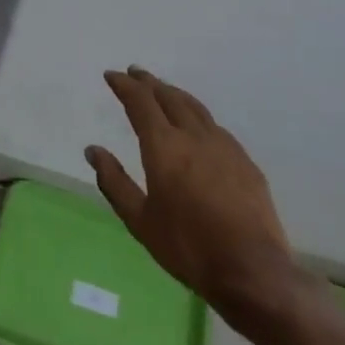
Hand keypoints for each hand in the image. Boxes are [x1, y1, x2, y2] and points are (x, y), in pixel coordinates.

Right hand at [86, 67, 303, 338]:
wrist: (252, 272)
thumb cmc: (188, 247)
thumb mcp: (140, 220)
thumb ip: (114, 181)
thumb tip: (92, 150)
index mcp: (164, 146)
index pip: (140, 102)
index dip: (124, 85)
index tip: (112, 75)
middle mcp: (194, 136)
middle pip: (169, 97)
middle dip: (149, 82)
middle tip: (135, 73)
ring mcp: (224, 146)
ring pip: (195, 107)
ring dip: (175, 94)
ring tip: (163, 89)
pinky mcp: (246, 162)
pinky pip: (216, 127)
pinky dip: (198, 116)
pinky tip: (198, 126)